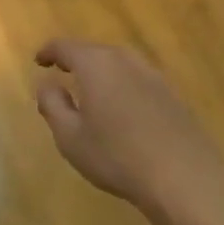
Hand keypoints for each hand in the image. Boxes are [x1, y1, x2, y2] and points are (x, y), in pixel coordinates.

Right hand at [34, 38, 223, 219]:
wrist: (184, 177)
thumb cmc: (116, 156)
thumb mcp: (70, 136)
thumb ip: (52, 104)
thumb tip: (47, 83)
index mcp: (97, 65)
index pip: (66, 47)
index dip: (49, 52)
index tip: (39, 61)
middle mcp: (126, 61)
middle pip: (96, 51)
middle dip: (76, 59)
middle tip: (62, 72)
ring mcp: (154, 76)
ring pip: (120, 63)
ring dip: (102, 71)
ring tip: (90, 90)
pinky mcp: (173, 95)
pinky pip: (138, 80)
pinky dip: (122, 85)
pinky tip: (121, 108)